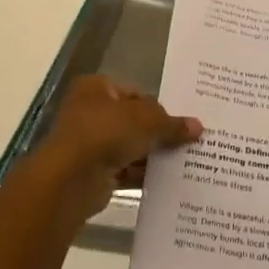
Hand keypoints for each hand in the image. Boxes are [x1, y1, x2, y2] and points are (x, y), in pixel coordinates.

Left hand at [23, 76, 201, 219]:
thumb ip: (172, 123)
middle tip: (188, 141)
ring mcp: (89, 144)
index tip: (182, 120)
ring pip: (129, 147)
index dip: (159, 106)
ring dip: (152, 155)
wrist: (71, 178)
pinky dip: (142, 174)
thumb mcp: (147, 120)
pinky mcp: (93, 173)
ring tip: (185, 161)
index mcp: (96, 88)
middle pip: (133, 121)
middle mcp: (89, 112)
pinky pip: (124, 170)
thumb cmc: (106, 132)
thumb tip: (197, 127)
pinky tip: (168, 180)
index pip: (135, 93)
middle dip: (158, 133)